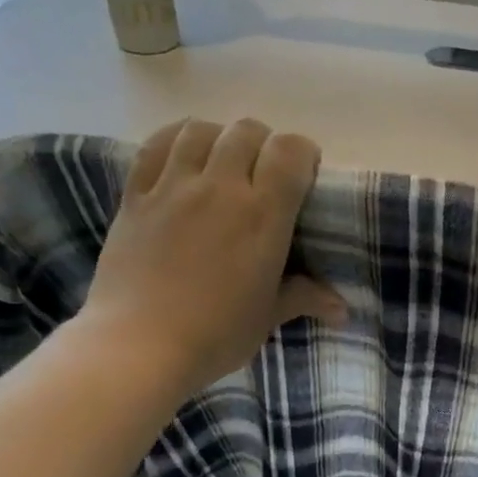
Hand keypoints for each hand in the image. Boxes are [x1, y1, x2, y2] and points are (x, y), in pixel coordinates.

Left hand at [78, 119, 346, 397]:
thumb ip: (304, 298)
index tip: (304, 174)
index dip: (302, 153)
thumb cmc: (215, 335)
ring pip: (200, 130)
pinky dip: (174, 140)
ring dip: (219, 137)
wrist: (139, 346)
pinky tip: (181, 154)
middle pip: (247, 131)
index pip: (289, 151)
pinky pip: (155, 146)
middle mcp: (220, 188)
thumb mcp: (267, 317)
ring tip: (222, 161)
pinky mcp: (135, 196)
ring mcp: (173, 187)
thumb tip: (342, 310)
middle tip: (264, 173)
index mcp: (262, 216)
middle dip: (263, 144)